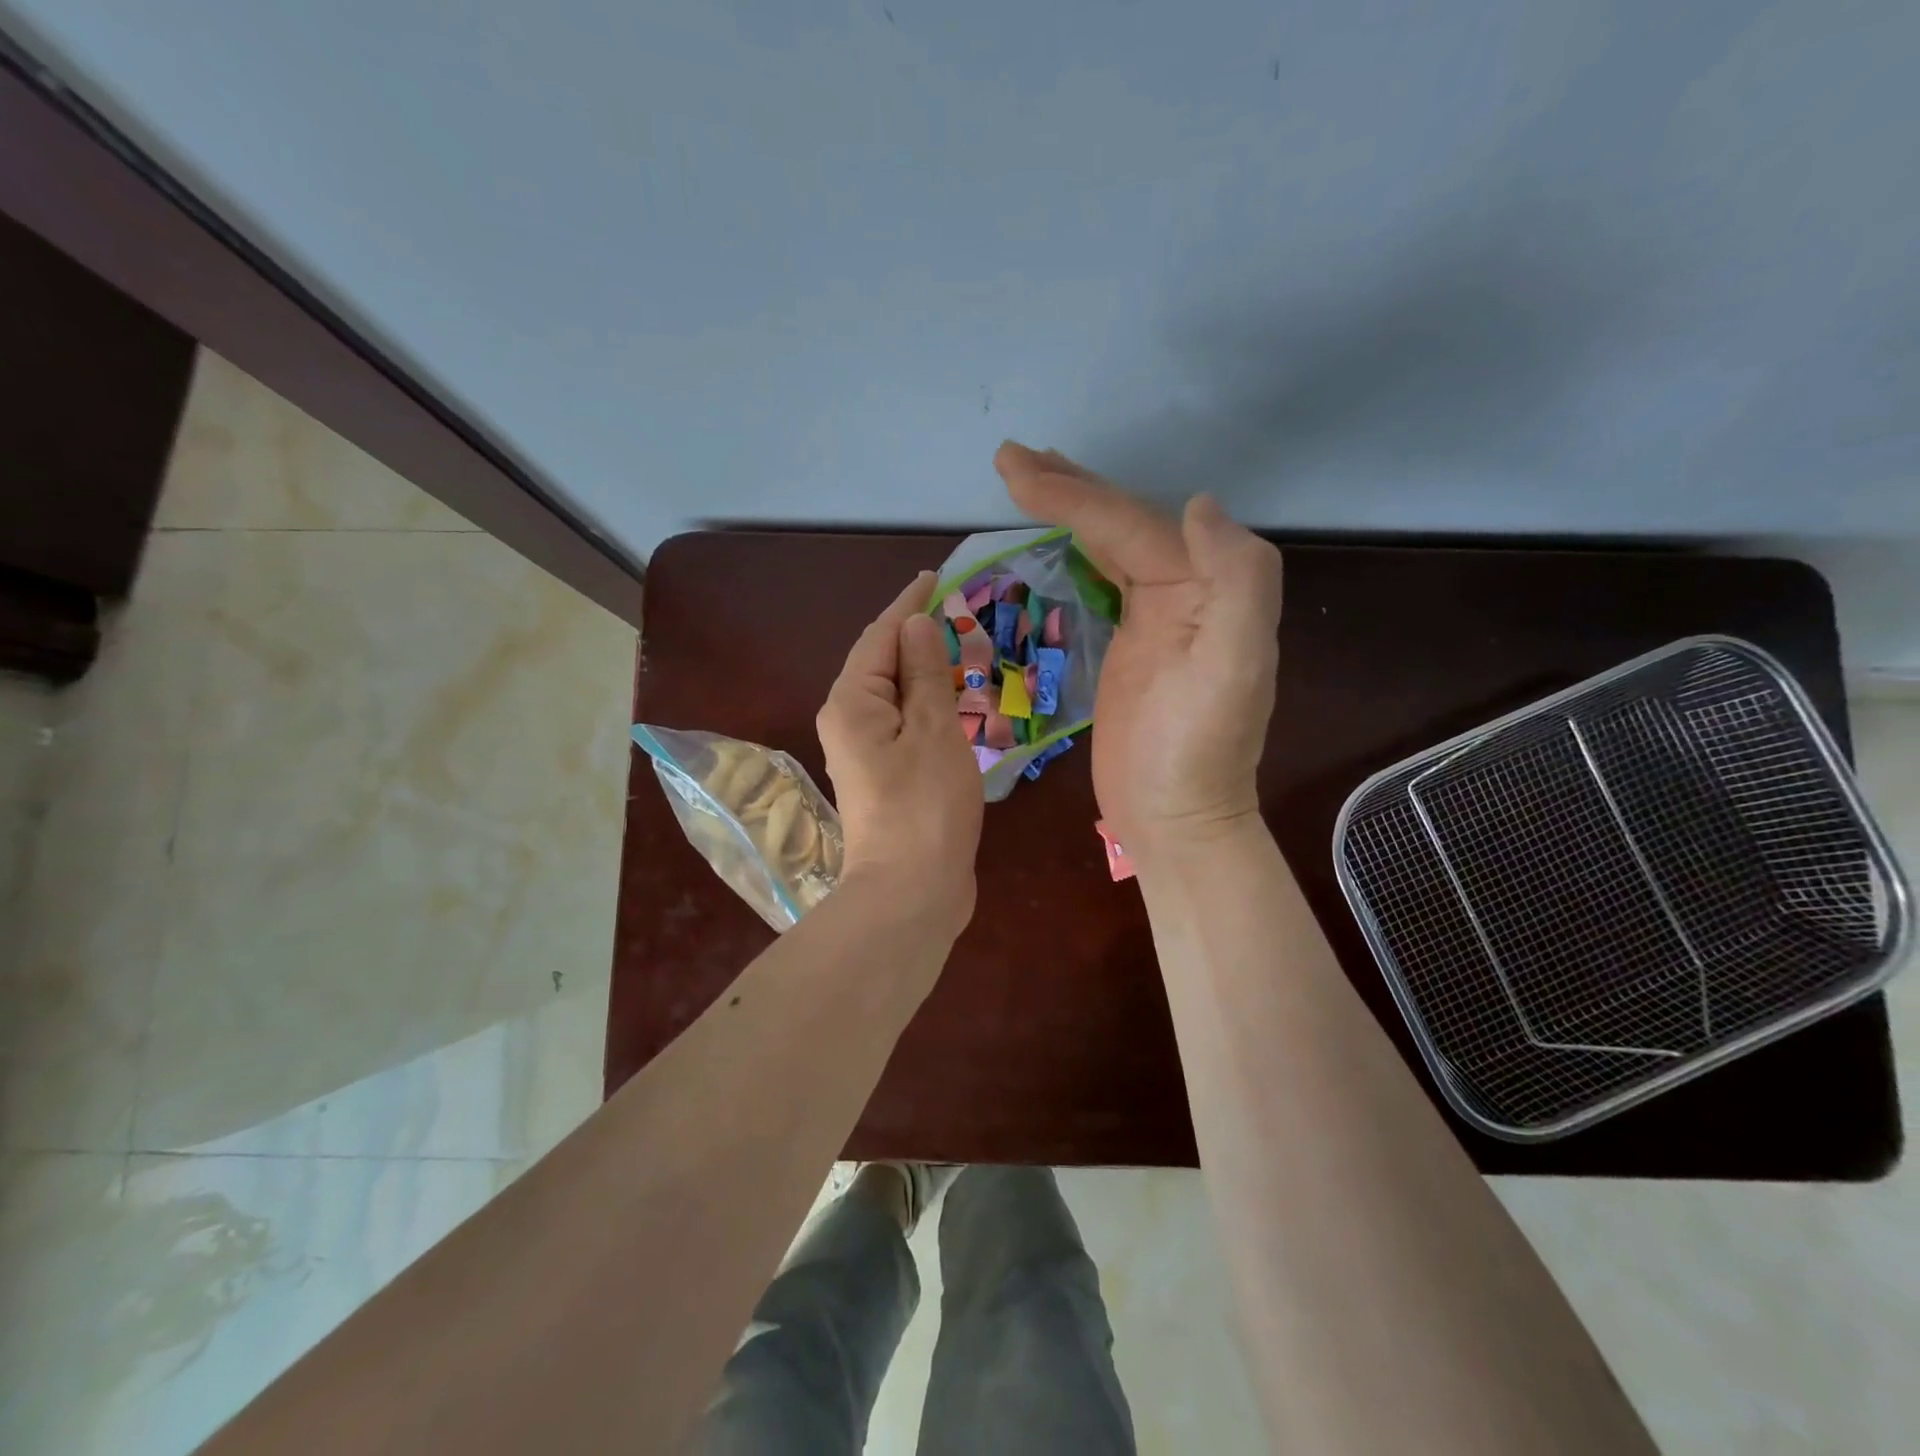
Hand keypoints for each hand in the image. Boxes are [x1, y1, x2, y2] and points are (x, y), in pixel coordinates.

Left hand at [816, 571, 983, 936]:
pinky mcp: (884, 776)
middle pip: (882, 663)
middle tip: (958, 614)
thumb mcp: (933, 730)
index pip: (880, 636)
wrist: (911, 893)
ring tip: (961, 650)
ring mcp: (864, 752)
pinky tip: (953, 702)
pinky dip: (928, 704)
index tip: (934, 576)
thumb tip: (916, 624)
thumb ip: (923, 673)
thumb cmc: (925, 806)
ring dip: (925, 671)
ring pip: (895, 694)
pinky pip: (904, 723)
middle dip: (917, 636)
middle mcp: (848, 721)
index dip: (908, 604)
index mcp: (852, 702)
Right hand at [995, 443, 1282, 854]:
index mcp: (1206, 585)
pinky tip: (1057, 537)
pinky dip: (1076, 550)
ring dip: (1070, 509)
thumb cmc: (1197, 749)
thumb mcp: (1235, 665)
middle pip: (1121, 523)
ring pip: (1110, 545)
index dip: (1073, 494)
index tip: (1014, 470)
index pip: (1131, 525)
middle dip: (1067, 488)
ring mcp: (1154, 617)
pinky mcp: (1127, 645)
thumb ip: (1236, 577)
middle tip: (1011, 459)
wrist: (1175, 816)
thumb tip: (1198, 505)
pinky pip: (1101, 579)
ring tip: (1027, 480)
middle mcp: (1185, 589)